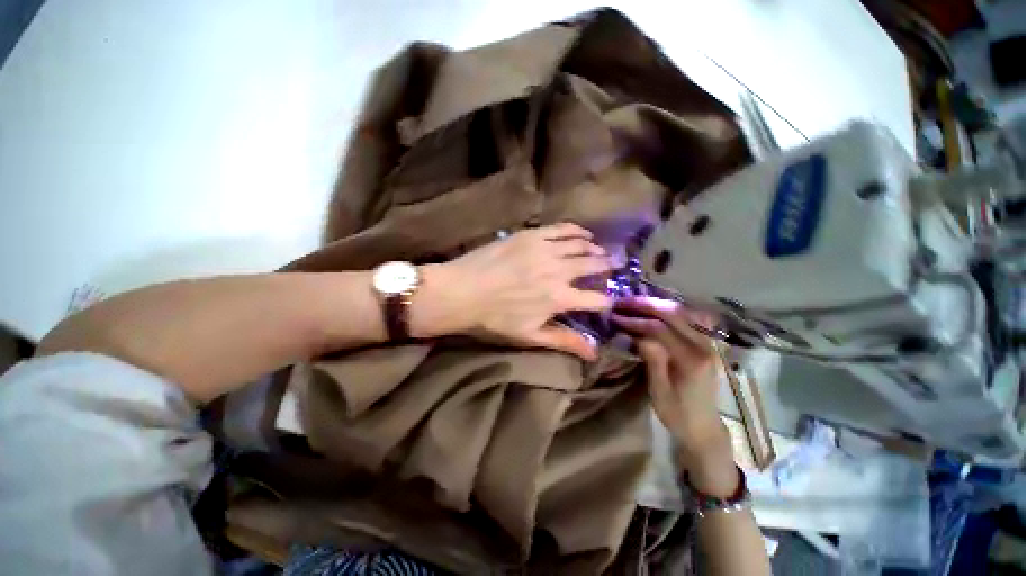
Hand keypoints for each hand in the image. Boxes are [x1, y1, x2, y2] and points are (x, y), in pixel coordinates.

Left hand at [416, 223, 613, 359]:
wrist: (461, 292)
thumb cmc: (493, 319)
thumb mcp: (529, 336)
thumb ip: (564, 341)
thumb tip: (595, 353)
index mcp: (559, 298)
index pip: (596, 299)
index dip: (606, 301)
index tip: (608, 301)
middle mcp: (558, 270)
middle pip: (593, 265)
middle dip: (607, 267)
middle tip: (614, 266)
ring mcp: (545, 249)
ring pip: (580, 245)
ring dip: (594, 248)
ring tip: (600, 251)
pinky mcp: (531, 235)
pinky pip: (561, 228)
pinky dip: (576, 231)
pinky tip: (582, 234)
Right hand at [613, 297, 737, 494]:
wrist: (704, 428)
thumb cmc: (677, 414)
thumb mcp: (659, 391)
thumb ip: (652, 359)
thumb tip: (637, 334)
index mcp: (691, 361)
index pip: (660, 330)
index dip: (635, 320)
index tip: (615, 316)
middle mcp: (705, 347)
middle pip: (676, 313)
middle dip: (646, 304)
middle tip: (623, 302)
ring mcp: (711, 344)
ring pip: (687, 311)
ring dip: (660, 303)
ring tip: (637, 302)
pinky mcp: (710, 344)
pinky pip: (694, 317)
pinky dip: (675, 309)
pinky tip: (661, 309)